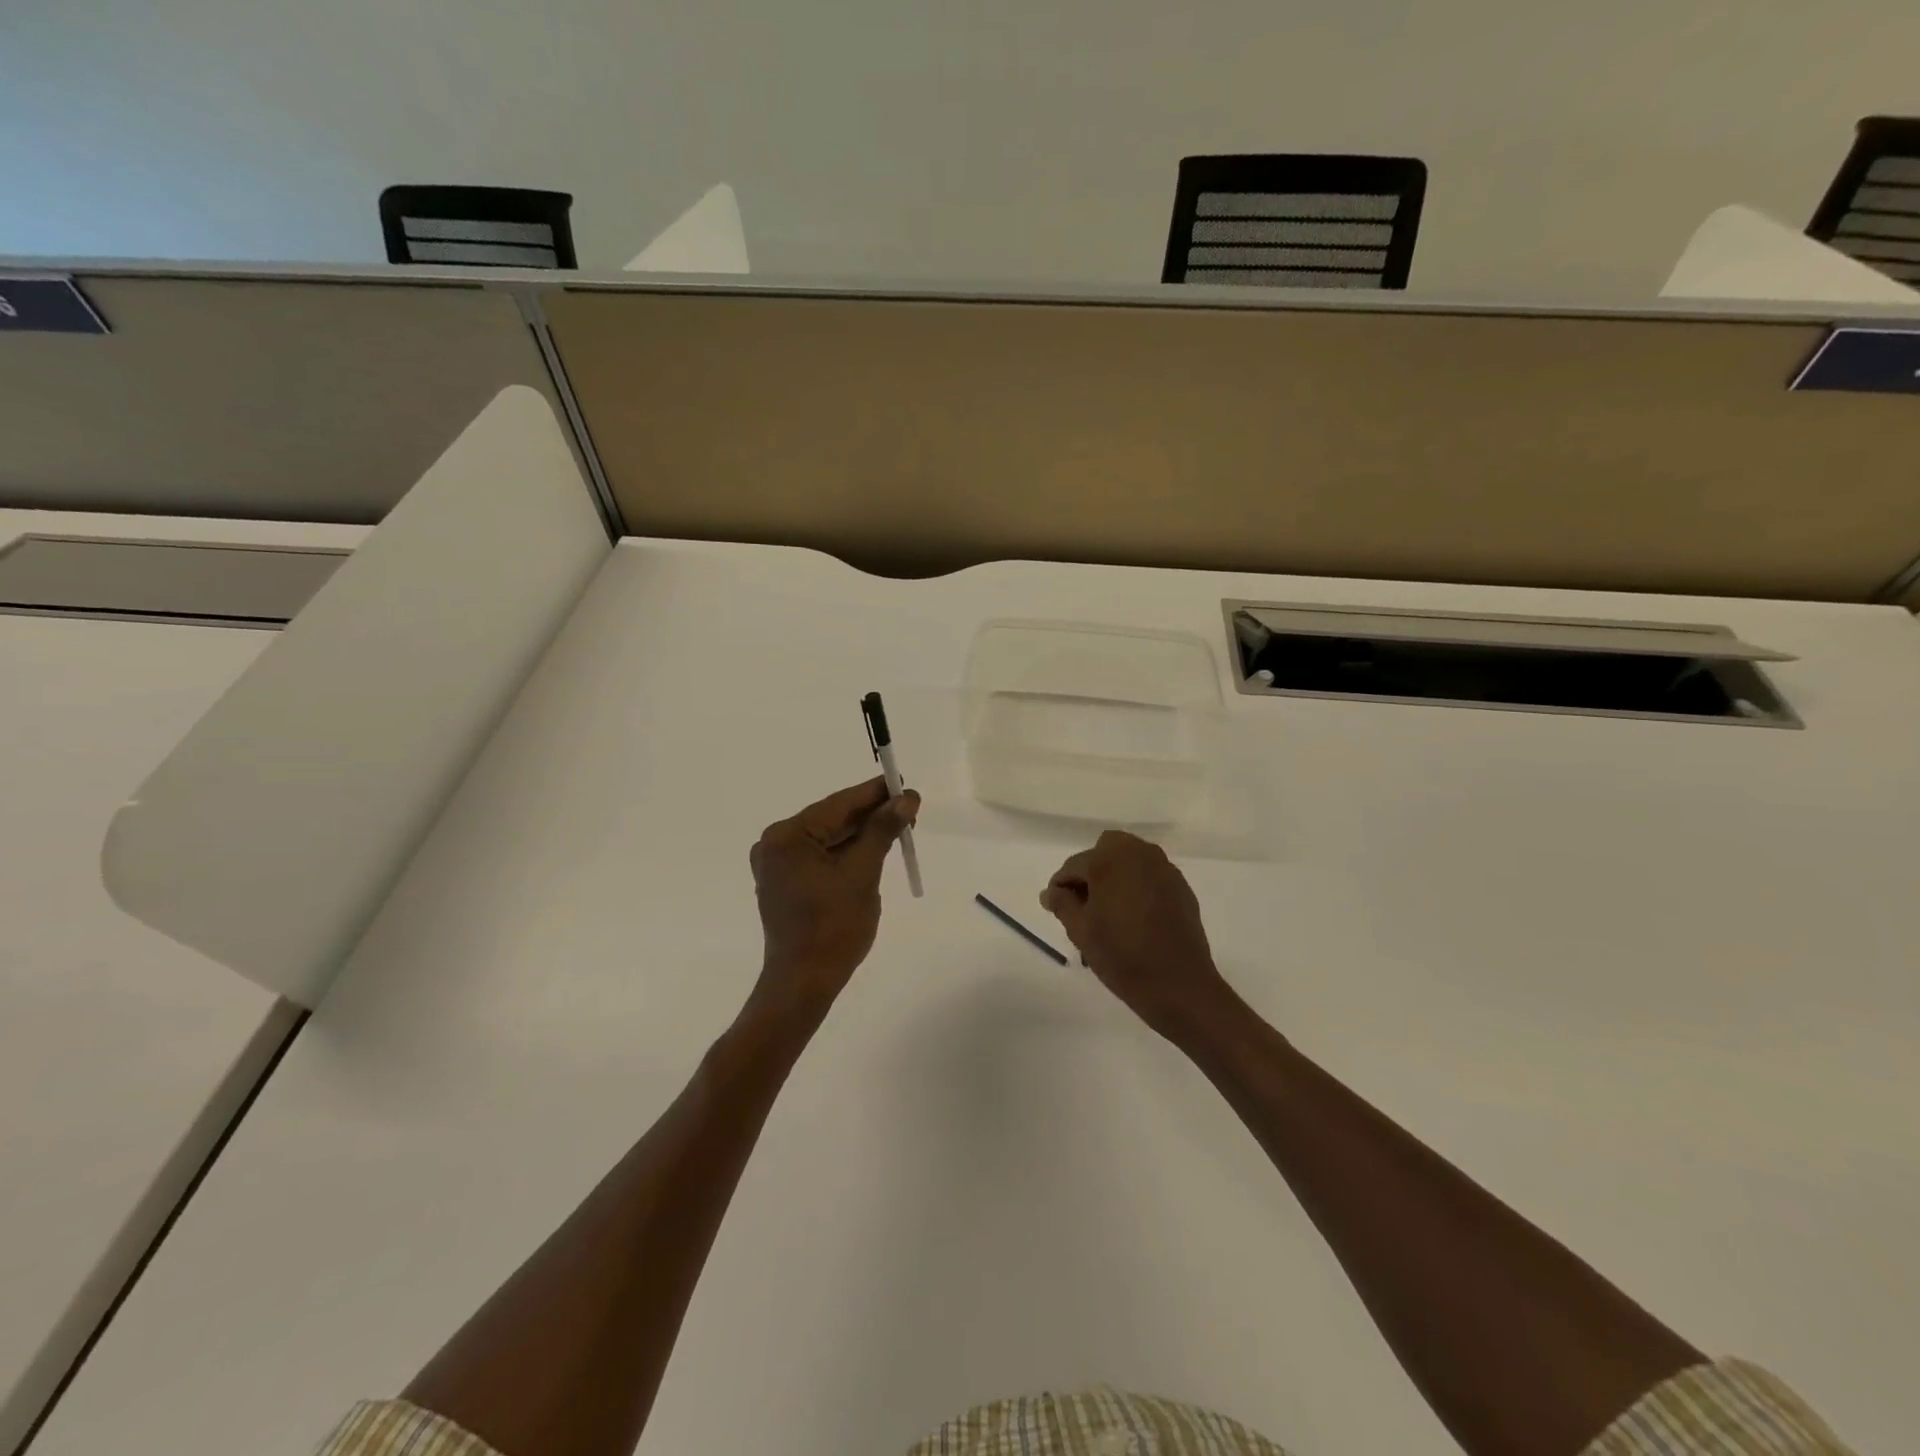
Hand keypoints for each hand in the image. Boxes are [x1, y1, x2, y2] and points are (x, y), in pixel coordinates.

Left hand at [748, 777, 919, 1020]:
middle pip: (831, 819)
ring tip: (898, 827)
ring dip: (861, 834)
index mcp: (787, 837)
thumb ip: (882, 830)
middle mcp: (775, 844)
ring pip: (827, 839)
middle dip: (870, 815)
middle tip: (908, 808)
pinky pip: (820, 857)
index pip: (838, 805)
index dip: (874, 793)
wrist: (804, 982)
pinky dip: (846, 853)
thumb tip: (906, 797)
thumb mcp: (863, 872)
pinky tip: (873, 849)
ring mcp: (777, 865)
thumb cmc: (834, 927)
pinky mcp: (784, 883)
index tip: (903, 783)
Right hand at [1041, 830, 1240, 1046]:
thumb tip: (1050, 892)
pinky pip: (1150, 875)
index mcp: (1109, 860)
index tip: (1056, 907)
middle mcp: (1139, 854)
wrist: (1179, 985)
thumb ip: (1062, 904)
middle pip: (1105, 850)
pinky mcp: (1181, 886)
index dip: (1061, 886)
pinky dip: (1137, 885)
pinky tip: (1134, 916)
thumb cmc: (1122, 956)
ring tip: (1109, 911)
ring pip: (1130, 859)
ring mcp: (1164, 868)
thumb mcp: (1081, 931)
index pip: (1074, 865)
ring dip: (1115, 876)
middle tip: (1084, 904)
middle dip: (1091, 872)